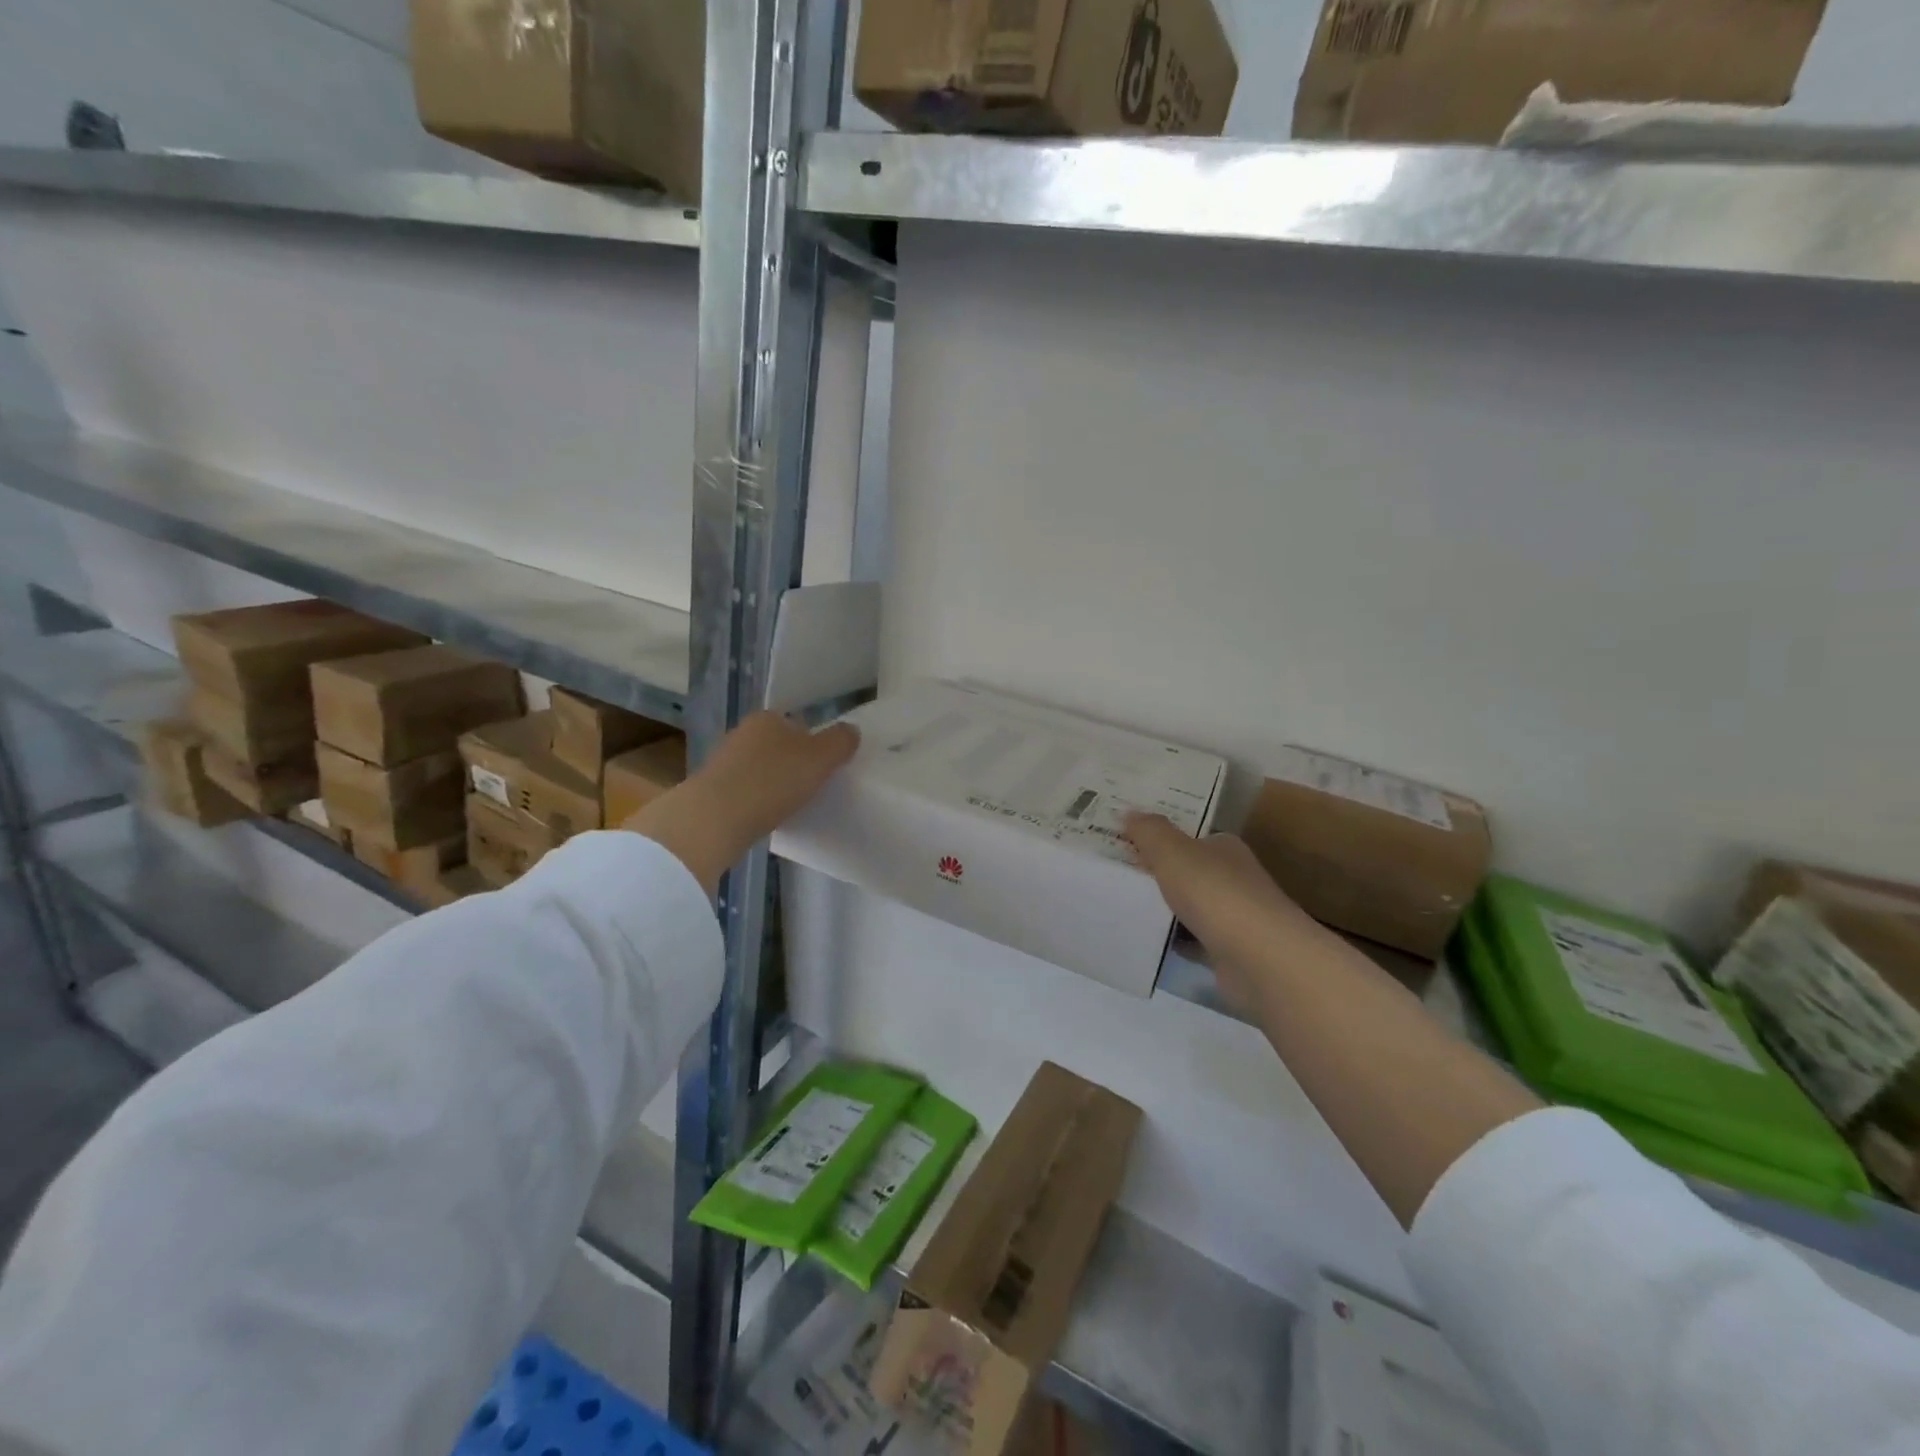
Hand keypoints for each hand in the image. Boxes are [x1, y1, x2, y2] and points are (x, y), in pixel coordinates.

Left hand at [625, 713, 858, 893]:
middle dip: (793, 763)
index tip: (824, 768)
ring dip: (773, 783)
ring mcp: (723, 761)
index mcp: (767, 718)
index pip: (798, 724)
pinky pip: (745, 791)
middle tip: (811, 787)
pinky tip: (766, 817)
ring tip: (790, 805)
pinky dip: (757, 801)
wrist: (714, 819)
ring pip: (760, 768)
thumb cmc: (772, 781)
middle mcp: (742, 733)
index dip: (814, 744)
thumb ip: (840, 742)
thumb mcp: (820, 759)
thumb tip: (851, 731)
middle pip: (778, 745)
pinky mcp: (711, 790)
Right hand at [1124, 813, 1330, 1002]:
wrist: (1259, 958)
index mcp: (1225, 848)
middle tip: (1115, 873)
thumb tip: (1128, 812)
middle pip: (1188, 872)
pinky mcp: (1229, 951)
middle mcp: (1234, 878)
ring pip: (1190, 907)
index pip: (1190, 837)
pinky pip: (1192, 940)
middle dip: (1157, 873)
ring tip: (1122, 904)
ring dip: (1164, 908)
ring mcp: (1234, 917)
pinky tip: (1147, 939)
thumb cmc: (1214, 893)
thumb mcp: (1172, 851)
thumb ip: (1149, 831)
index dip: (1159, 839)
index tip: (1125, 842)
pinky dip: (1173, 940)